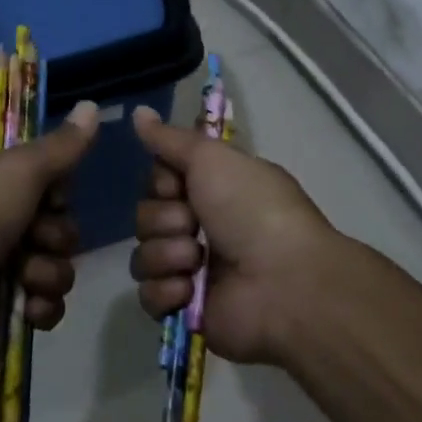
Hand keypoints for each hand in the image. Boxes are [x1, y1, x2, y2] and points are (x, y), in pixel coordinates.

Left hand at [0, 101, 99, 371]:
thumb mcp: (16, 171)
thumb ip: (60, 146)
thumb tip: (93, 106)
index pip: (44, 171)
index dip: (58, 187)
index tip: (53, 194)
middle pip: (57, 219)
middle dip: (55, 234)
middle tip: (36, 238)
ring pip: (56, 261)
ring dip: (49, 272)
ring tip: (26, 278)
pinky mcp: (2, 305)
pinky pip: (45, 301)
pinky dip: (42, 306)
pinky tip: (28, 309)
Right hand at [130, 104, 342, 364]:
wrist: (284, 282)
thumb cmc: (253, 210)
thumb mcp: (213, 158)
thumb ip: (170, 138)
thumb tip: (138, 110)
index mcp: (211, 191)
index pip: (157, 181)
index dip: (161, 182)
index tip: (178, 184)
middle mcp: (200, 227)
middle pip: (145, 217)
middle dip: (164, 220)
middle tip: (194, 225)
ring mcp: (191, 271)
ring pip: (143, 255)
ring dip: (167, 255)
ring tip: (196, 262)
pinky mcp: (185, 310)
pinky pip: (148, 296)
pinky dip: (167, 291)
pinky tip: (190, 289)